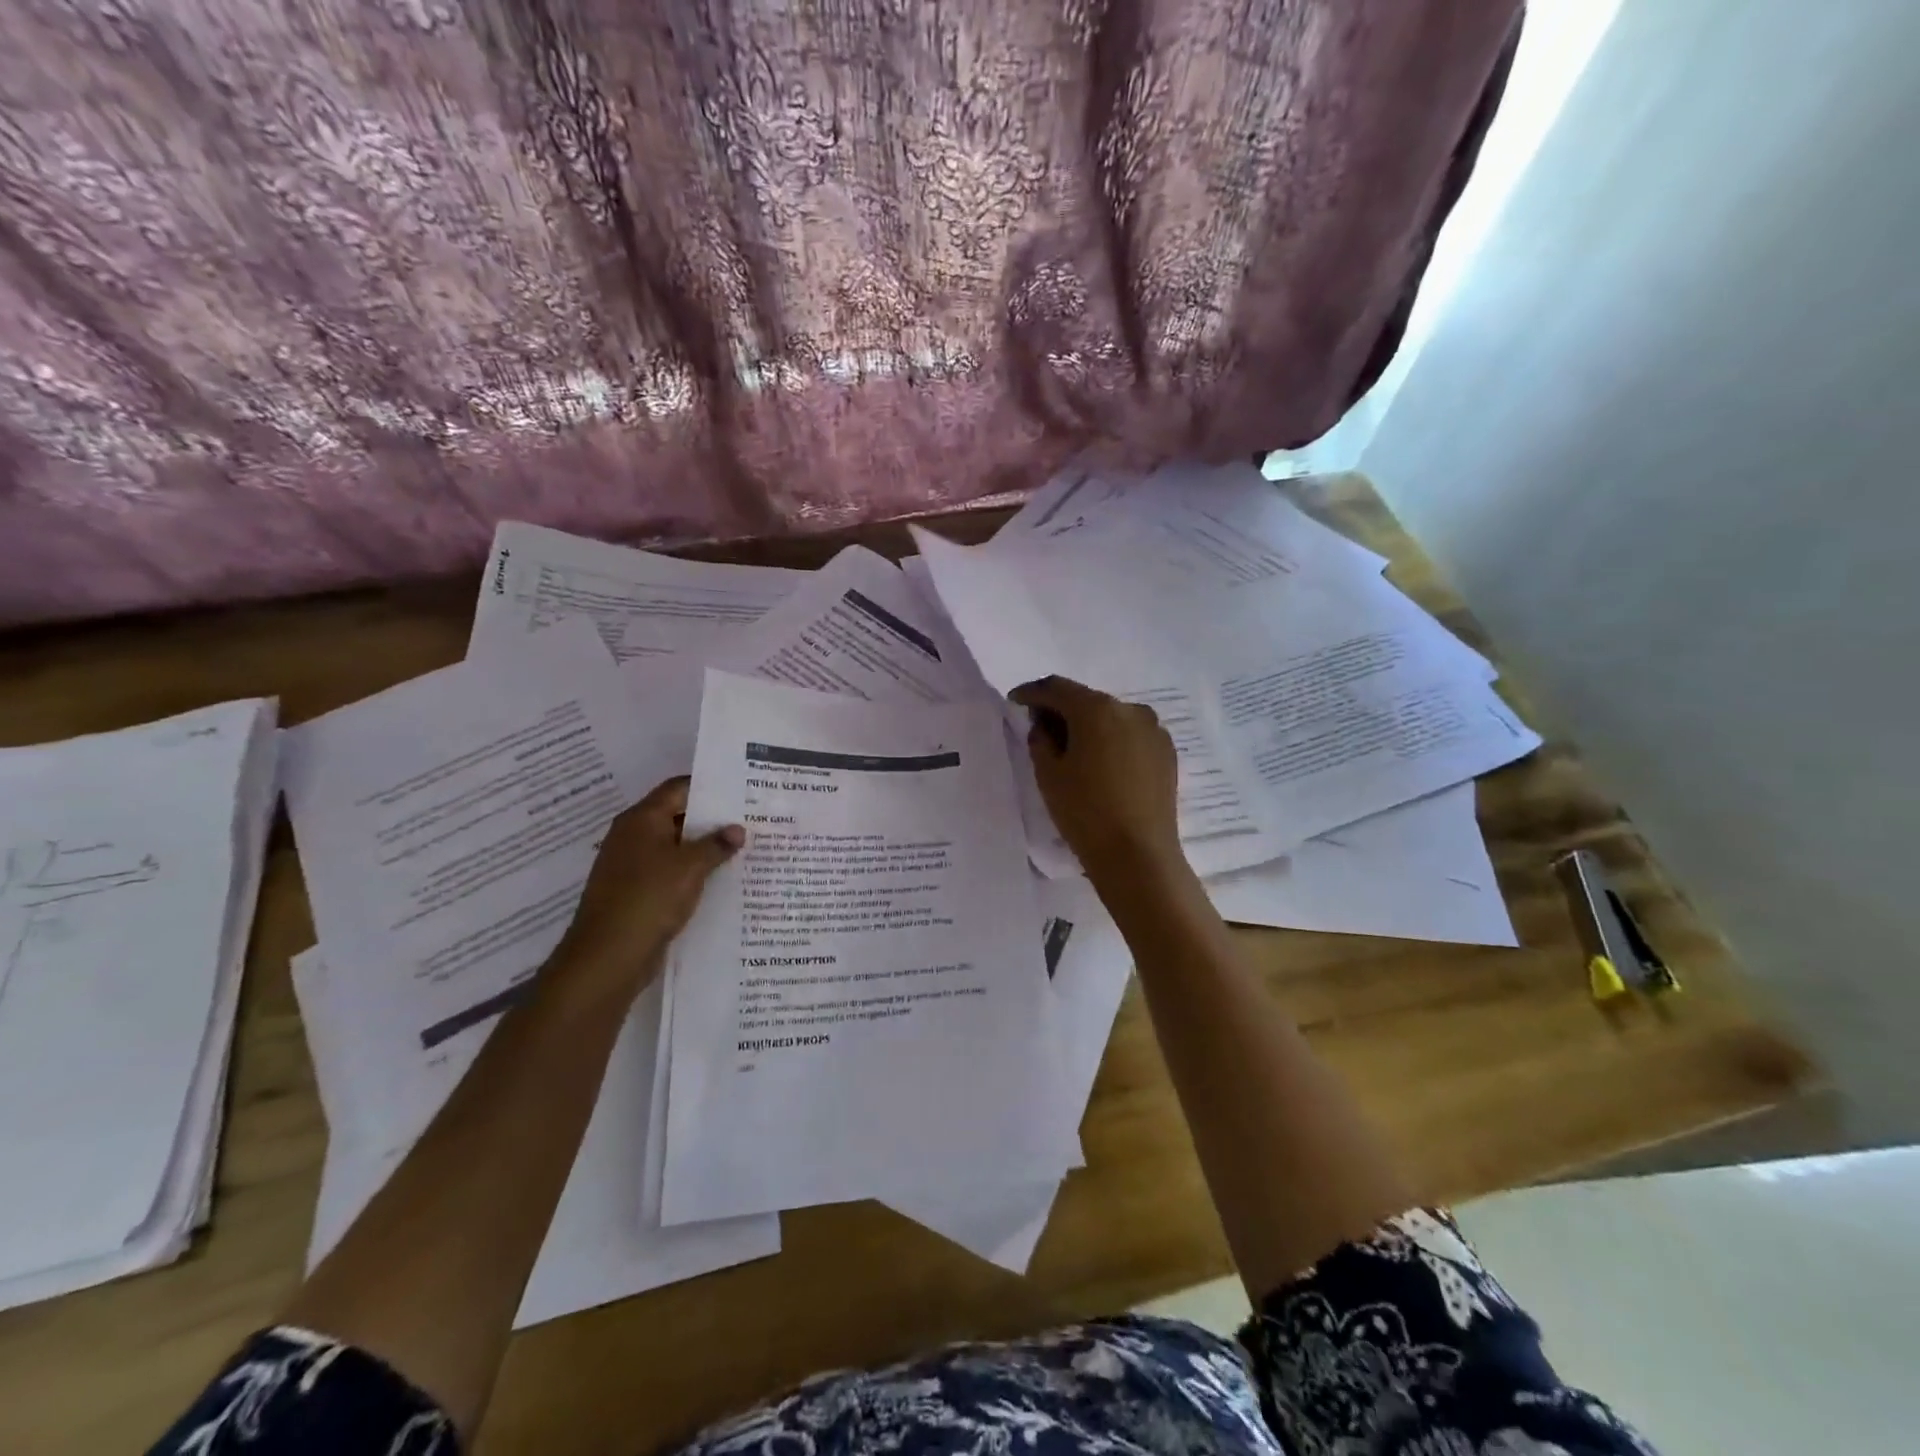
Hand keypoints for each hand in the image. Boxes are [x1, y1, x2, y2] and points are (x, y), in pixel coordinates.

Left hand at [553, 777, 743, 1002]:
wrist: (607, 957)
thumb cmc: (649, 898)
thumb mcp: (690, 867)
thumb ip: (716, 844)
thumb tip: (737, 829)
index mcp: (641, 819)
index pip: (678, 788)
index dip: (709, 787)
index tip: (741, 791)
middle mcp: (633, 836)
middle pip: (677, 816)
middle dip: (712, 820)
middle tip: (750, 820)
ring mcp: (632, 866)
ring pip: (676, 848)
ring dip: (704, 849)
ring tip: (743, 849)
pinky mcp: (636, 893)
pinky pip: (670, 873)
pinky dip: (692, 873)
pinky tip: (720, 880)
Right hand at [1009, 676, 1184, 887]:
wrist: (1138, 855)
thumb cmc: (1085, 812)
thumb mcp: (1049, 774)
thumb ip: (1040, 738)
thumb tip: (1046, 725)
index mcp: (1096, 709)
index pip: (1056, 687)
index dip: (1032, 692)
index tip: (1015, 701)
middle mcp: (1129, 709)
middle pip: (1086, 700)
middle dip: (1061, 709)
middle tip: (1041, 729)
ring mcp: (1153, 730)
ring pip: (1111, 717)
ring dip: (1089, 726)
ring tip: (1073, 750)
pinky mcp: (1167, 752)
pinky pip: (1131, 735)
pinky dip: (1112, 740)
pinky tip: (1102, 764)